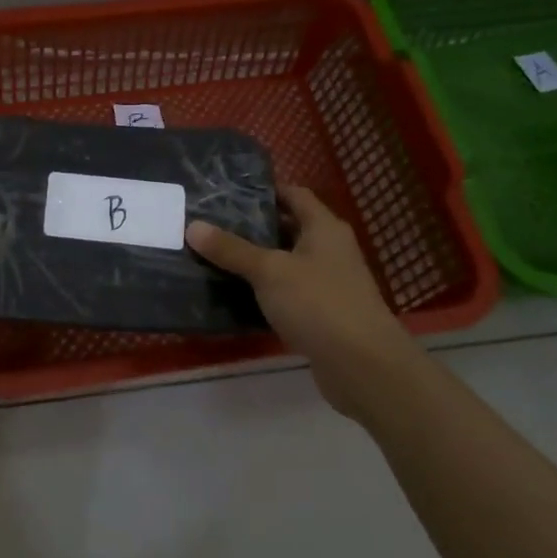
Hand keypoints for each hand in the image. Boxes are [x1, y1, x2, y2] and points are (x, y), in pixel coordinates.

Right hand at [186, 186, 419, 413]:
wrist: (363, 366)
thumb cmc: (319, 303)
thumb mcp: (269, 271)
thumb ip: (231, 249)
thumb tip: (193, 226)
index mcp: (324, 228)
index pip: (294, 195)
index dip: (264, 191)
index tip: (227, 193)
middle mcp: (329, 250)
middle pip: (287, 229)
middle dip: (252, 227)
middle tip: (210, 225)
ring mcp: (327, 284)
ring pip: (285, 263)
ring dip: (255, 262)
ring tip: (213, 257)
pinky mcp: (321, 315)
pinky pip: (287, 294)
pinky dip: (263, 292)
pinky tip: (233, 295)